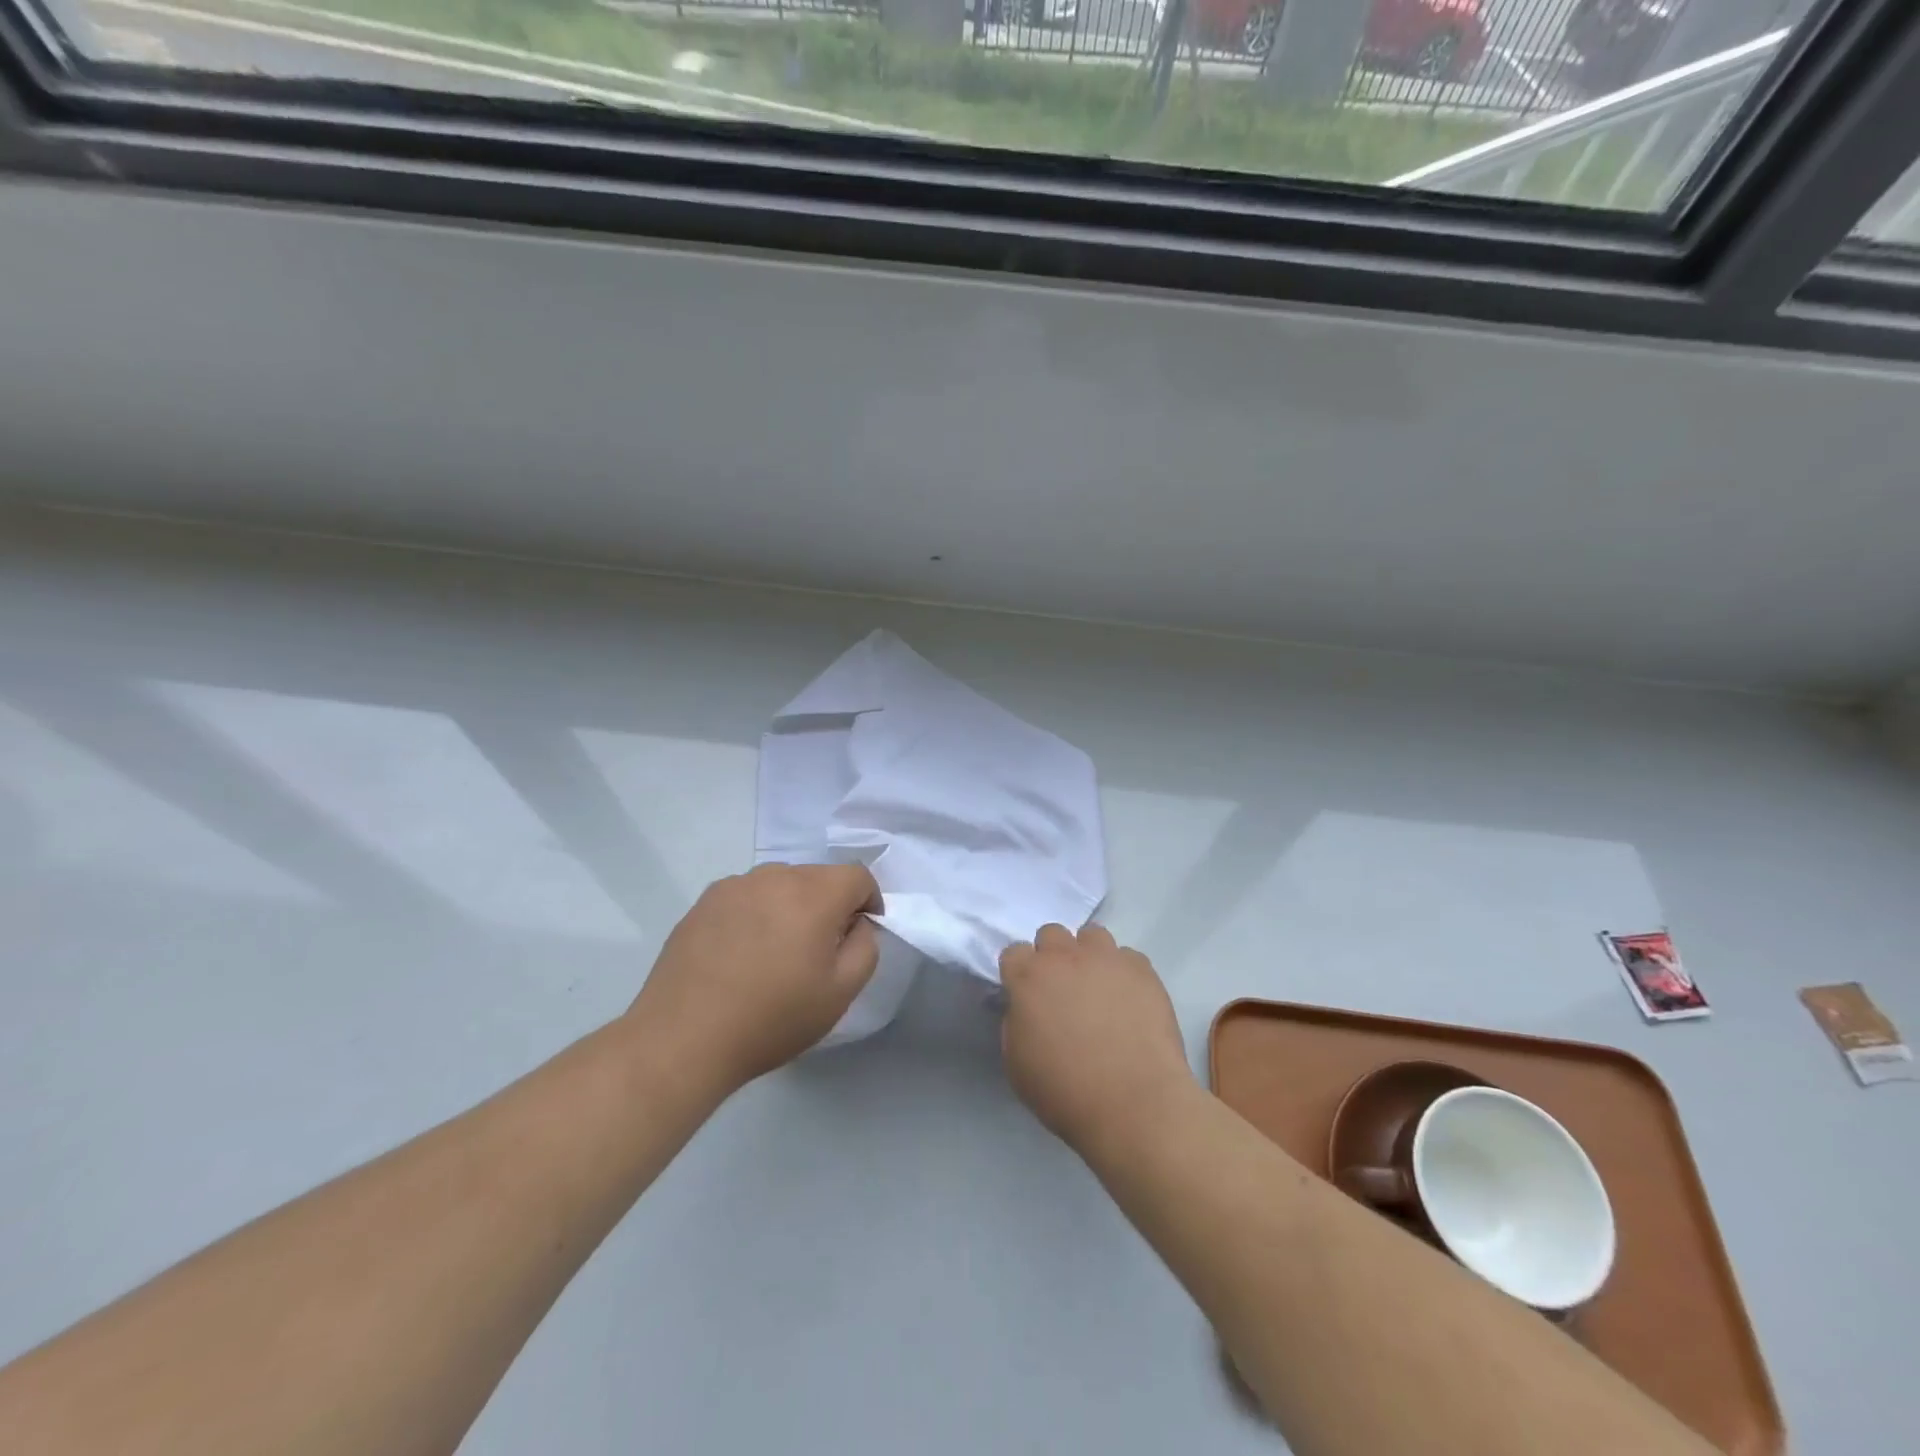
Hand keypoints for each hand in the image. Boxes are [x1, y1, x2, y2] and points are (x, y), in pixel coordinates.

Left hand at [629, 863, 880, 1093]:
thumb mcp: (840, 993)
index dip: (868, 902)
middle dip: (829, 905)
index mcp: (814, 894)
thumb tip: (857, 924)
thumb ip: (865, 947)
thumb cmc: (772, 1018)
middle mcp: (775, 877)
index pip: (857, 876)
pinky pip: (748, 896)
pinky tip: (741, 954)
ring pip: (781, 884)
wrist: (684, 1038)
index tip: (858, 935)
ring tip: (775, 953)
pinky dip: (757, 913)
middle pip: (818, 877)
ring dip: (791, 907)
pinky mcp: (705, 901)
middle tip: (817, 951)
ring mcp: (735, 885)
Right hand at [998, 923, 1195, 1151]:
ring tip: (1098, 987)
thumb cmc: (1066, 1091)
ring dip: (1088, 955)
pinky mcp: (1142, 970)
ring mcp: (1107, 959)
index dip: (1018, 972)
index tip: (1026, 995)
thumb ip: (1016, 1024)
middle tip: (1062, 989)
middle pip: (1051, 933)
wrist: (1134, 1103)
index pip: (1013, 952)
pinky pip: (1128, 957)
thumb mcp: (1017, 1064)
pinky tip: (1128, 1000)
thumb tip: (1026, 1010)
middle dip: (1052, 955)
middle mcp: (1066, 957)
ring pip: (1092, 935)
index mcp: (1029, 977)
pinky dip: (1123, 972)